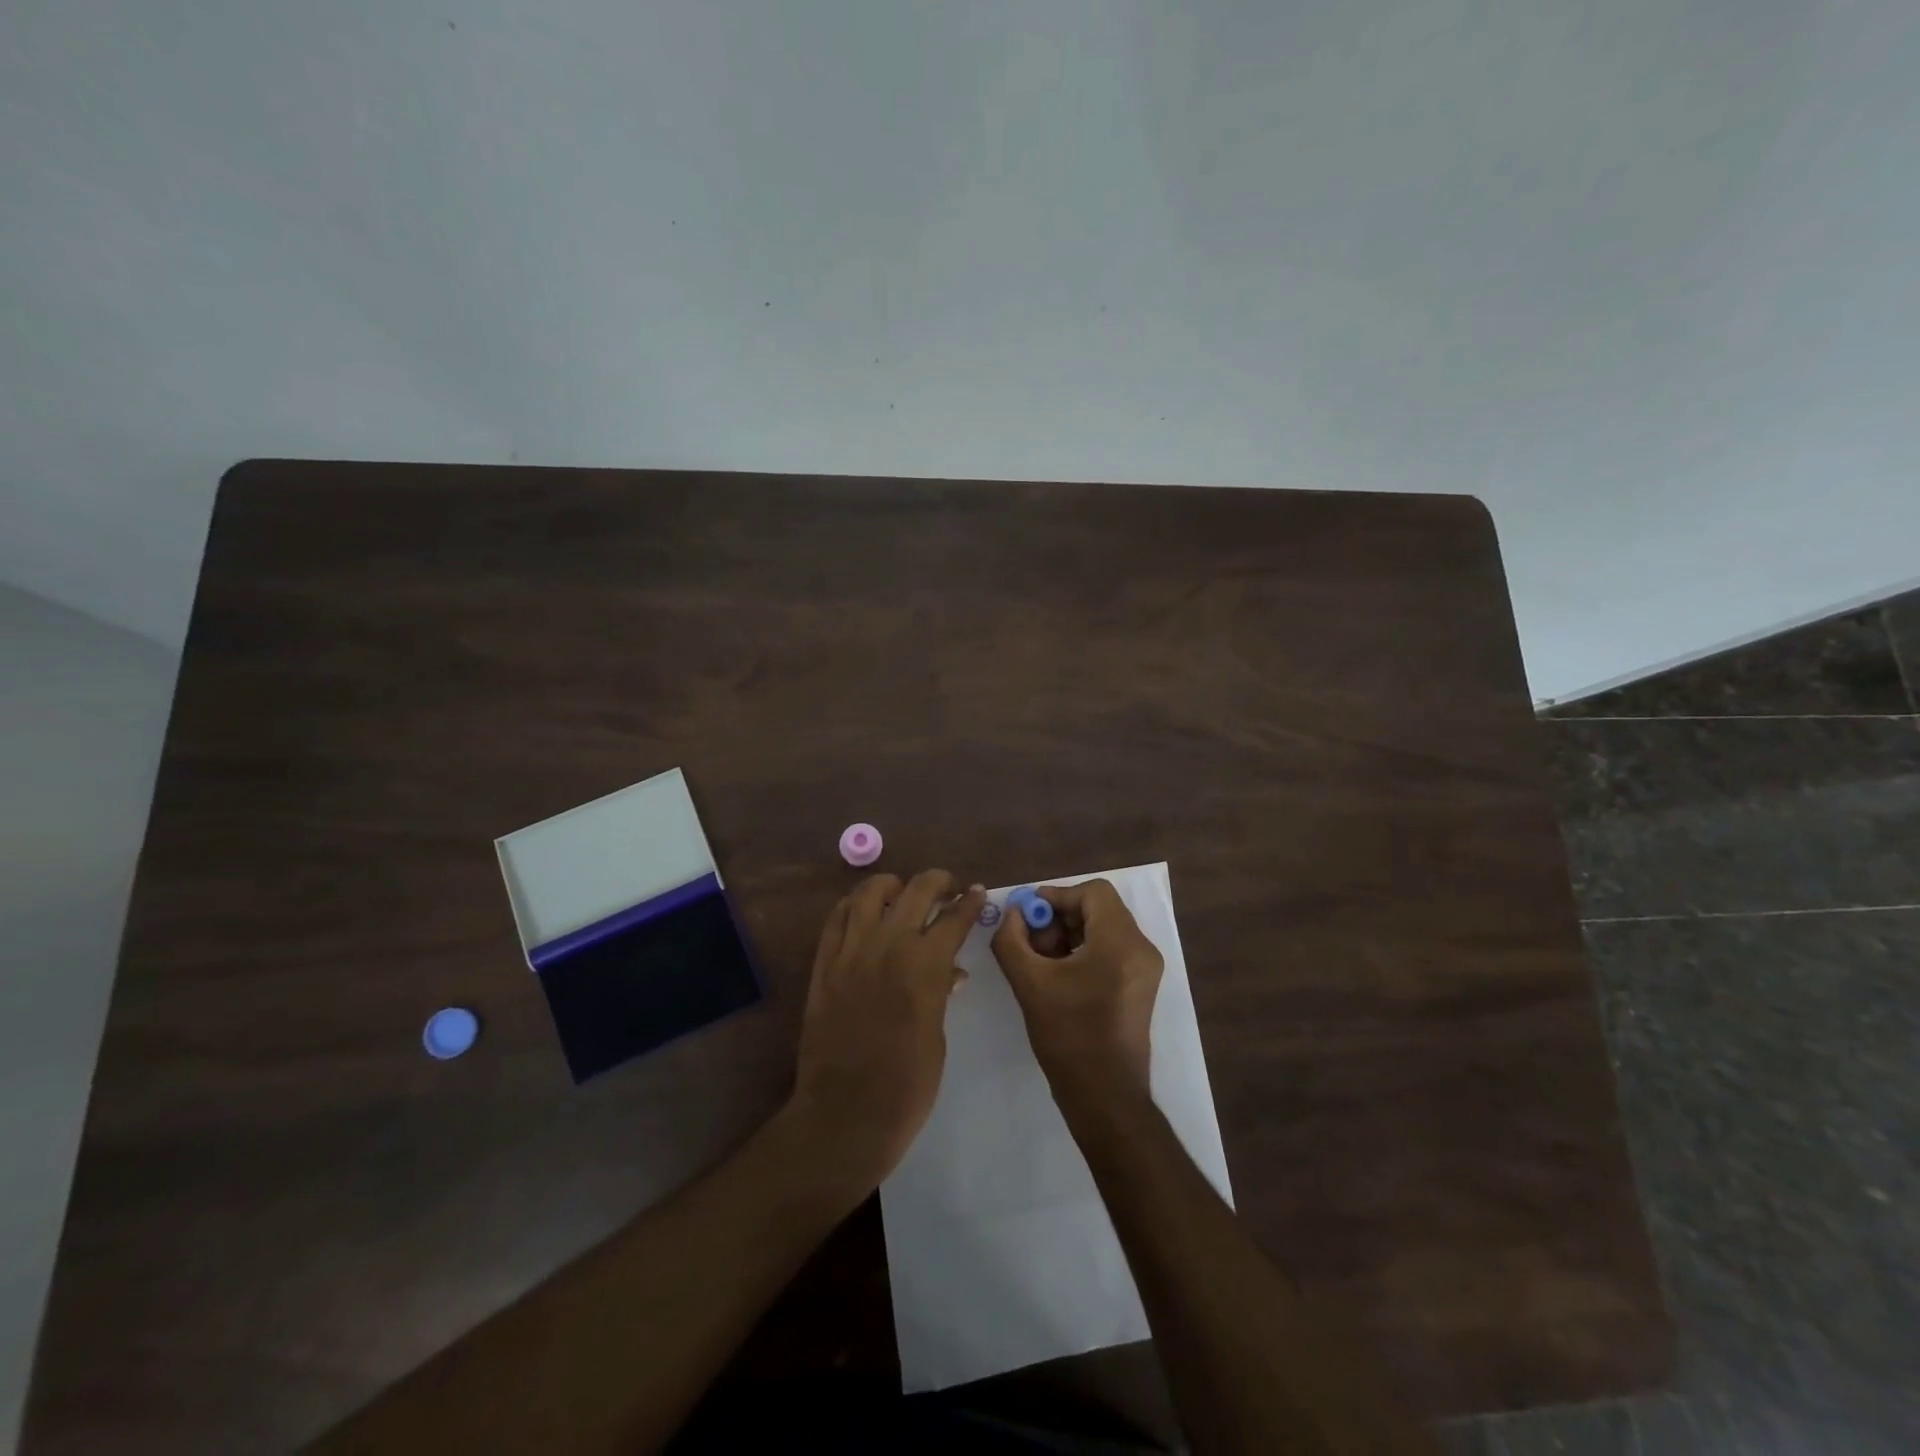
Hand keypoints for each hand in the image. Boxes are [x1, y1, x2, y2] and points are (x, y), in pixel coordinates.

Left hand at [789, 870, 985, 1189]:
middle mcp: (888, 945)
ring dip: (892, 886)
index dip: (970, 901)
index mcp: (925, 966)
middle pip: (916, 890)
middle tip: (947, 888)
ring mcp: (850, 951)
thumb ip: (940, 992)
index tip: (976, 892)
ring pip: (870, 892)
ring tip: (901, 893)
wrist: (845, 1114)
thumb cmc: (907, 1085)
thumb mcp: (937, 1036)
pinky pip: (837, 917)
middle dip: (938, 881)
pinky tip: (864, 911)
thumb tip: (948, 970)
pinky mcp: (823, 964)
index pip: (954, 917)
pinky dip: (854, 905)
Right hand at [991, 879, 1164, 1105]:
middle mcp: (1141, 948)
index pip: (1092, 892)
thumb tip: (1011, 913)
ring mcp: (1145, 968)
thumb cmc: (1069, 1037)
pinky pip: (1110, 950)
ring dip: (1068, 935)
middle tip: (1030, 942)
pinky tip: (1057, 976)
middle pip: (1098, 909)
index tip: (1028, 917)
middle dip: (1059, 919)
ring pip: (1103, 929)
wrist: (1105, 1097)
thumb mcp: (1029, 983)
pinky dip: (1083, 952)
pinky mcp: (1141, 985)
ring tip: (1040, 962)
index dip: (1056, 896)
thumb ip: (1011, 939)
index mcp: (1121, 942)